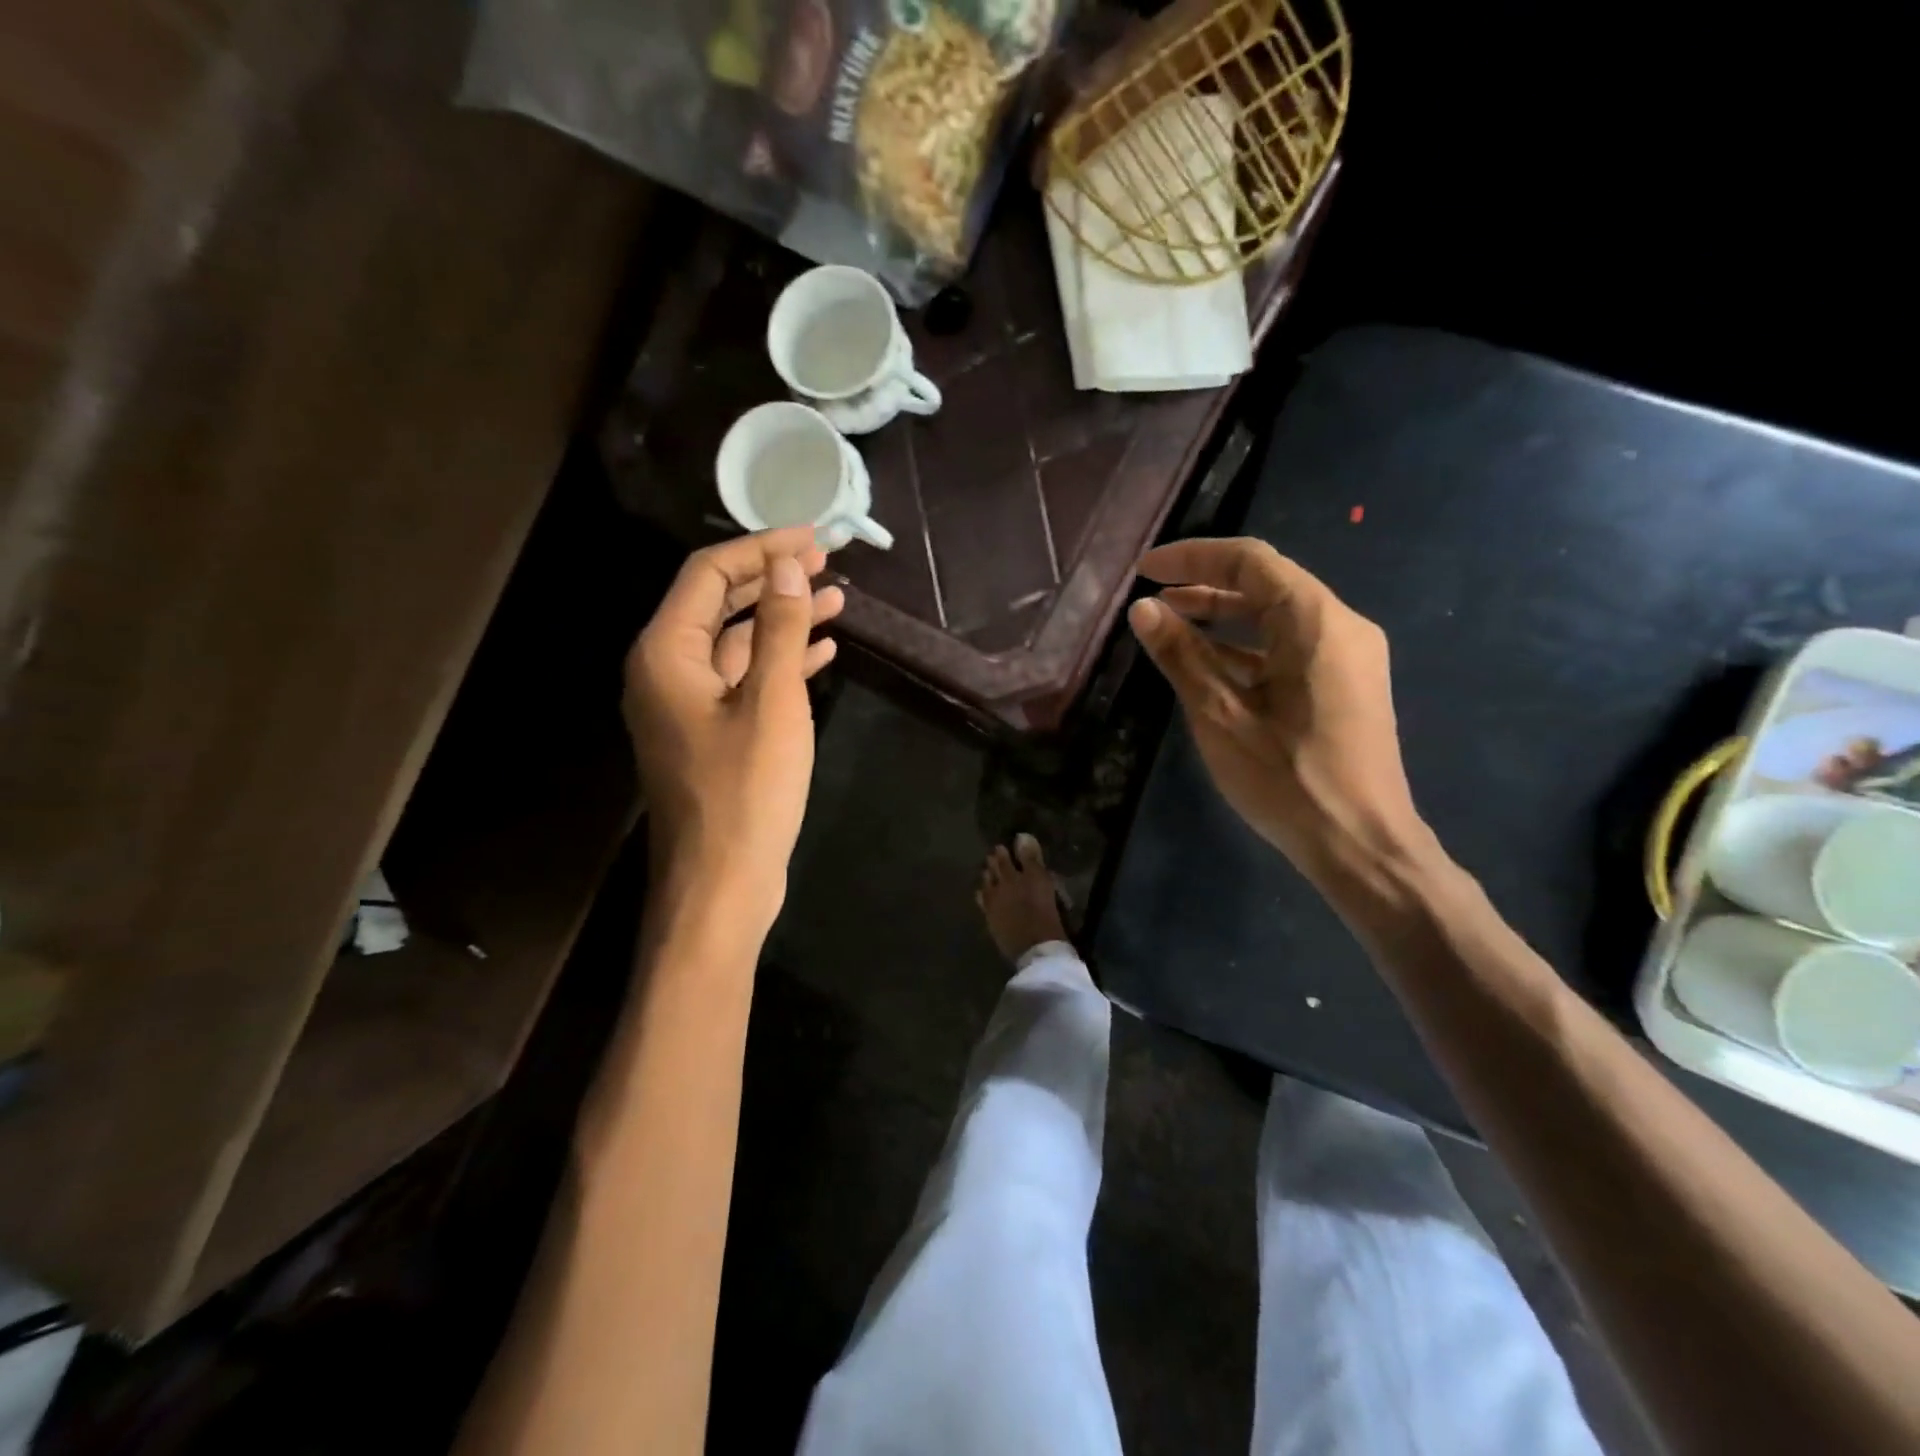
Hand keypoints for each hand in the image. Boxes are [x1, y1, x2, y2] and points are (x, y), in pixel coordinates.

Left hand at [624, 529, 843, 931]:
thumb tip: (787, 566)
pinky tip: (819, 652)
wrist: (721, 886)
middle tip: (827, 563)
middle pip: (718, 603)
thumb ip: (777, 628)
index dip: (762, 549)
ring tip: (835, 600)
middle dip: (772, 579)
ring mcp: (686, 706)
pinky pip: (743, 681)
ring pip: (735, 643)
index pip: (709, 574)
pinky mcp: (709, 735)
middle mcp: (665, 671)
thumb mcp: (772, 703)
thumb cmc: (746, 794)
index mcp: (666, 653)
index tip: (815, 540)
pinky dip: (778, 662)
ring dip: (781, 619)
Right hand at [1127, 537, 1423, 877]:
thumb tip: (1143, 610)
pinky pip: (1290, 648)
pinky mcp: (1346, 686)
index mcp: (1315, 621)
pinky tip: (1209, 666)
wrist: (1361, 846)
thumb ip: (1181, 656)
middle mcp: (1341, 626)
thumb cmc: (1287, 778)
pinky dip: (1247, 648)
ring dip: (1224, 618)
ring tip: (1171, 626)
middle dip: (1205, 586)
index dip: (1192, 557)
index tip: (1145, 570)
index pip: (1250, 561)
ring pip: (1278, 618)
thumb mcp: (1220, 715)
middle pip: (1267, 584)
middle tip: (1153, 599)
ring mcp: (1349, 658)